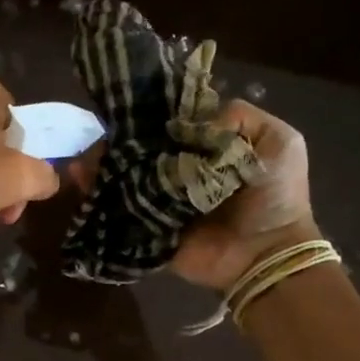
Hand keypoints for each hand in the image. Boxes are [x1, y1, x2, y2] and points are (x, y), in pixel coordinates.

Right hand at [67, 100, 317, 290]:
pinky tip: (81, 178)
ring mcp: (160, 198)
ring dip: (101, 164)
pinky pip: (118, 207)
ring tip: (84, 159)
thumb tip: (187, 123)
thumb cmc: (275, 196)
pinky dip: (96, 193)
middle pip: (141, 147)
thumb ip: (241, 117)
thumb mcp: (279, 141)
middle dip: (118, 140)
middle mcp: (180, 169)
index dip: (150, 114)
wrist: (265, 254)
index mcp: (207, 147)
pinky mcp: (147, 225)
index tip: (128, 106)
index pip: (171, 123)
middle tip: (100, 136)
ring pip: (123, 174)